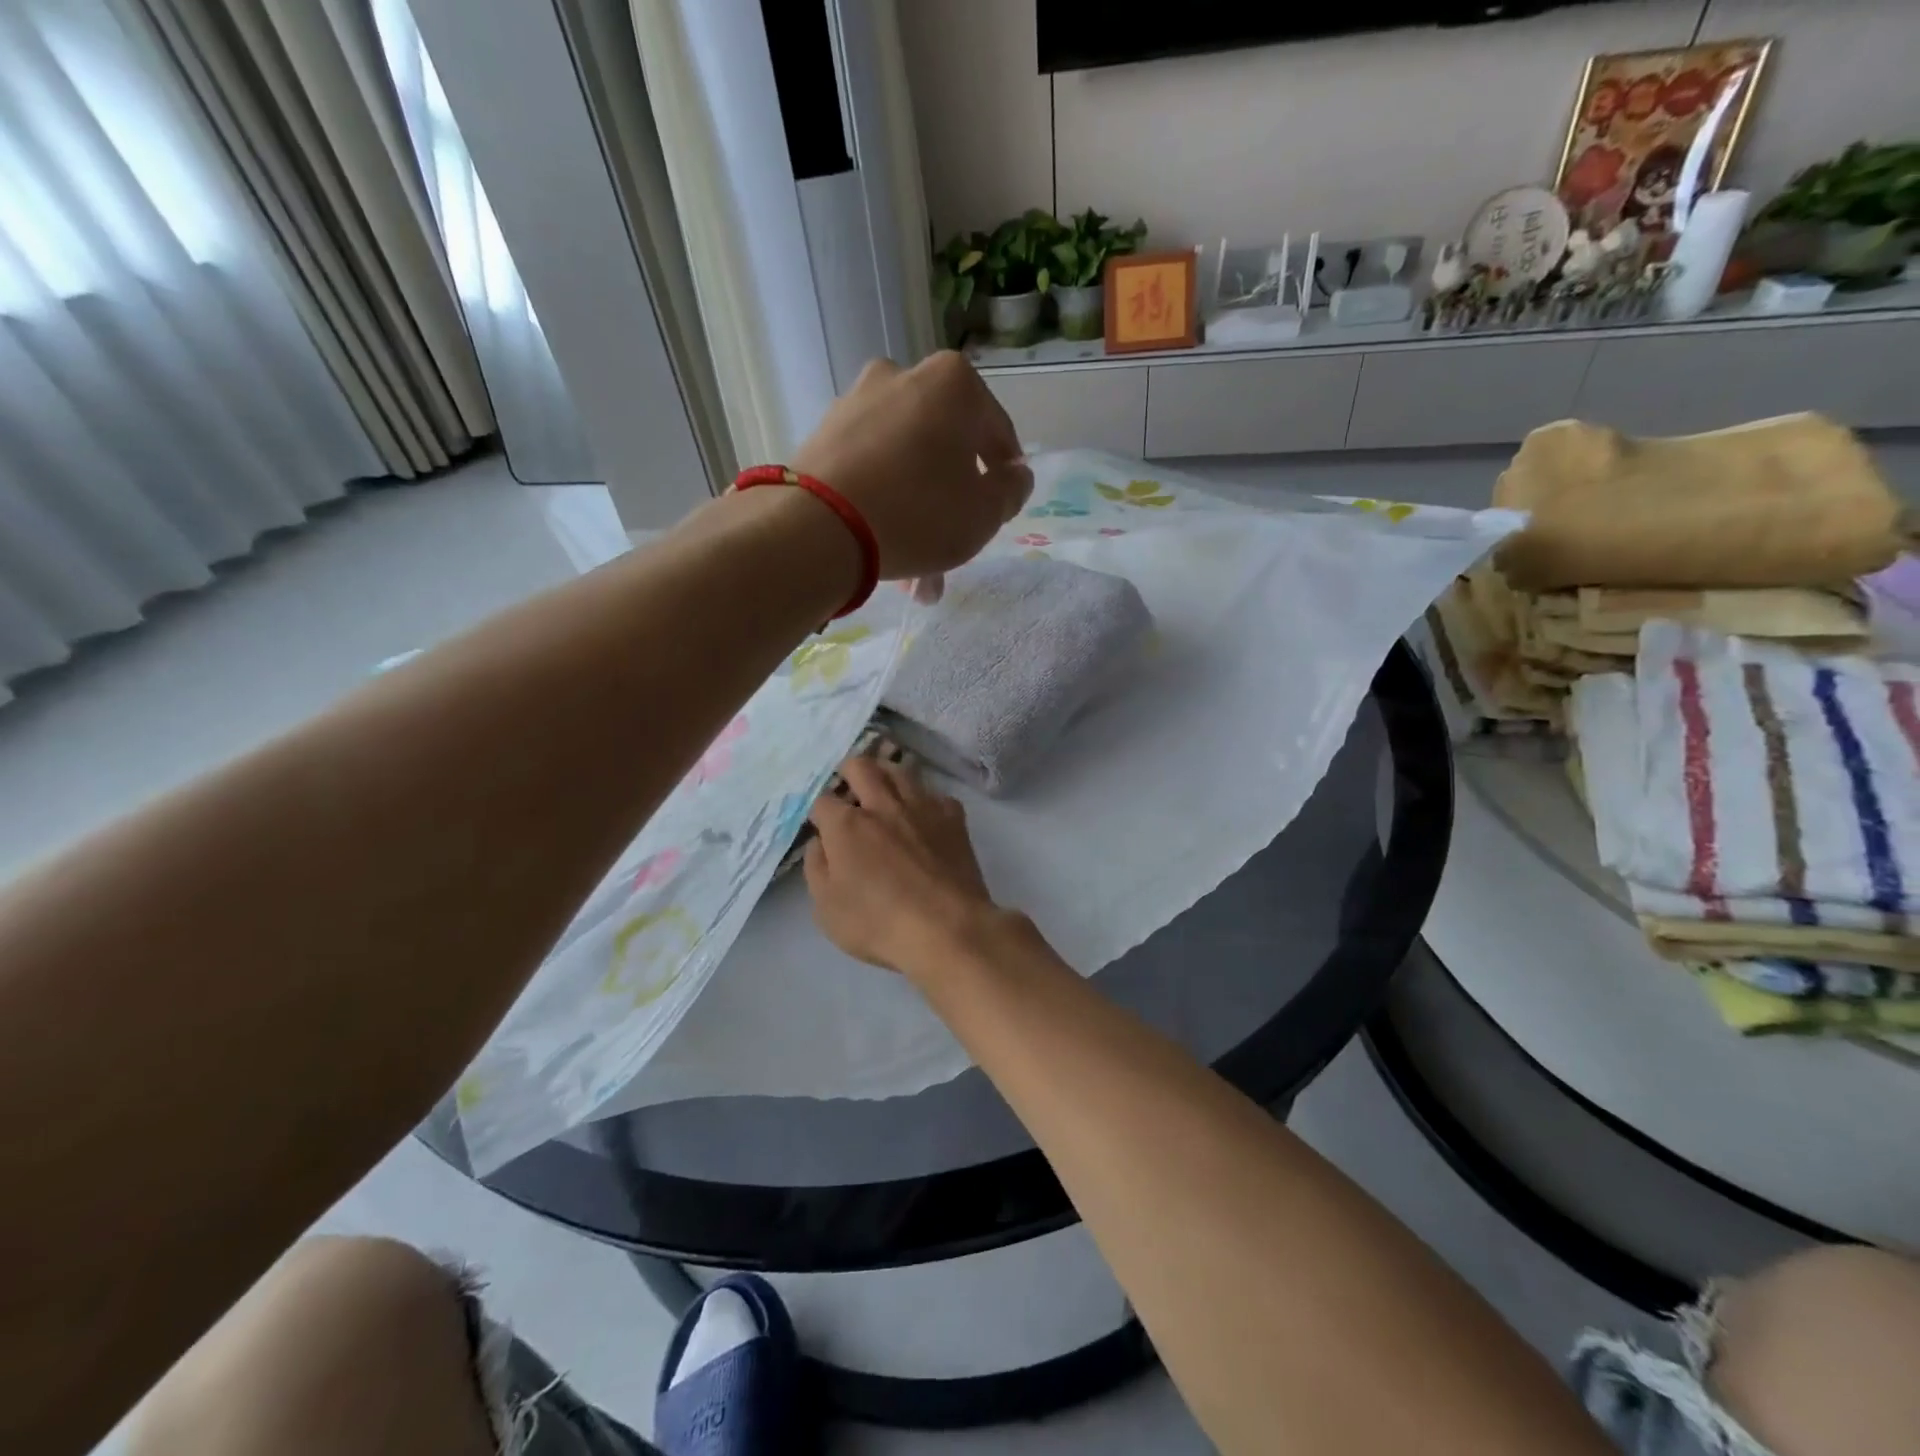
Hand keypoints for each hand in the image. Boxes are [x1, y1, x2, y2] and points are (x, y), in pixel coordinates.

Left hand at [792, 353, 1031, 589]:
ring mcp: (856, 403)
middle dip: (953, 502)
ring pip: (904, 464)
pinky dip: (883, 504)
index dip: (1004, 474)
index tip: (1001, 508)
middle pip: (944, 448)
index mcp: (953, 383)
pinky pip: (870, 470)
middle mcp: (902, 376)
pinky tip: (884, 550)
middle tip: (957, 546)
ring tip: (918, 574)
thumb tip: (1014, 474)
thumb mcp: (985, 513)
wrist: (819, 528)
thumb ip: (1011, 490)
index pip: (996, 431)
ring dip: (917, 512)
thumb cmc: (919, 513)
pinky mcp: (822, 435)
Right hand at [803, 756, 1005, 977]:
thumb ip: (817, 868)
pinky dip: (924, 798)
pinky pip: (934, 793)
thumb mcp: (827, 908)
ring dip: (885, 773)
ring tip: (883, 788)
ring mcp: (922, 807)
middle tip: (848, 787)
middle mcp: (883, 805)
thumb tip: (819, 842)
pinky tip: (922, 814)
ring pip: (900, 770)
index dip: (818, 810)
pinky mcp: (953, 817)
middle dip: (848, 771)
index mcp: (847, 825)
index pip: (823, 800)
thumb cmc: (879, 924)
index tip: (821, 824)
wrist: (947, 928)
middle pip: (861, 766)